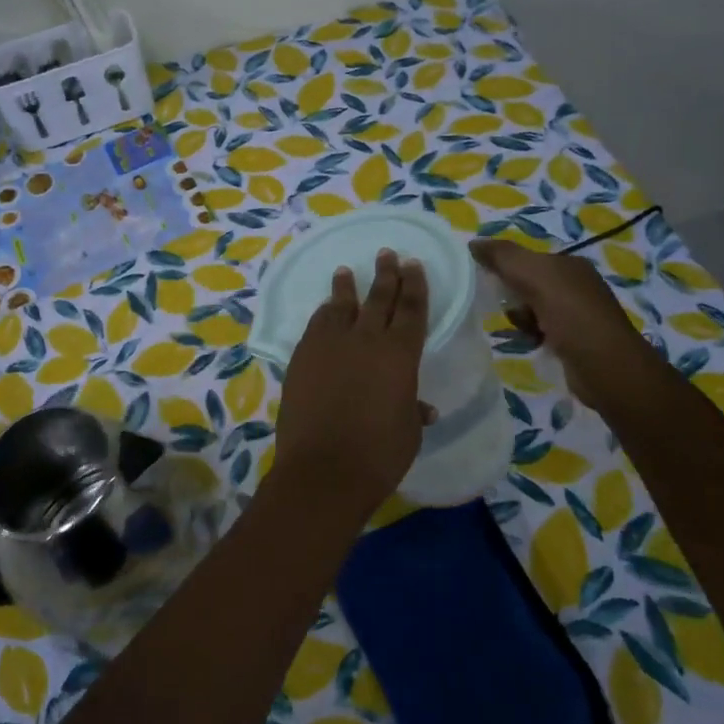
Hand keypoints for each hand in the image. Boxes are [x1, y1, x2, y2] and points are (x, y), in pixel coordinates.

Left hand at [272, 249, 431, 514]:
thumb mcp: (407, 432)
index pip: (411, 309)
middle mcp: (366, 340)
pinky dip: (323, 314)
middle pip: (378, 298)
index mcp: (400, 354)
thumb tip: (421, 407)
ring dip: (346, 288)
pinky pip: (316, 325)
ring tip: (346, 271)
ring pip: (341, 306)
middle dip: (386, 274)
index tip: (413, 264)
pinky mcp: (302, 357)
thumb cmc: (379, 454)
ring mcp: (329, 345)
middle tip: (388, 254)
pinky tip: (325, 309)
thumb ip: (413, 410)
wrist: (324, 469)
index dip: (414, 285)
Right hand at [469, 239, 649, 411]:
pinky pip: (543, 331)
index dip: (507, 268)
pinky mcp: (576, 340)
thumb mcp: (533, 275)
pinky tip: (531, 343)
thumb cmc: (570, 314)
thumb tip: (473, 243)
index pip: (529, 259)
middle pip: (529, 284)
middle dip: (514, 297)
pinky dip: (533, 336)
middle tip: (510, 310)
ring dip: (521, 319)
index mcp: (571, 264)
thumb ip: (503, 256)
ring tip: (523, 330)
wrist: (605, 366)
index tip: (490, 283)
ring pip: (534, 309)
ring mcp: (579, 314)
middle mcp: (578, 285)